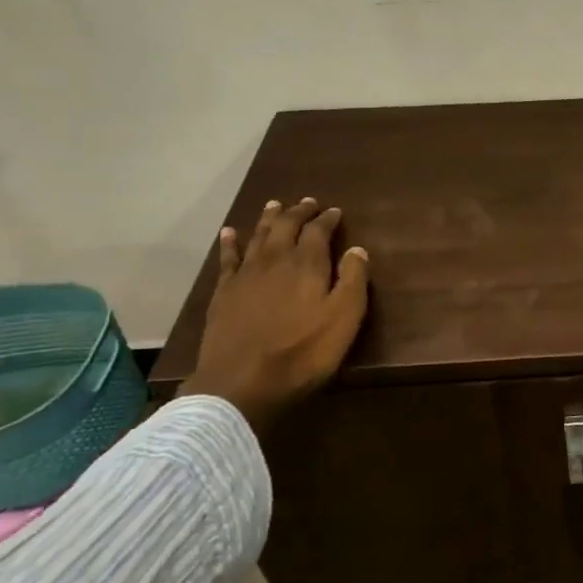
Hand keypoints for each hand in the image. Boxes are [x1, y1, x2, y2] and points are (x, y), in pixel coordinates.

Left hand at [181, 198, 369, 434]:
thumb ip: (353, 280)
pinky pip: (228, 258)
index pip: (319, 231)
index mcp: (307, 264)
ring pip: (259, 236)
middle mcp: (276, 259)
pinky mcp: (224, 292)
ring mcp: (246, 274)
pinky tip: (230, 232)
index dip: (328, 219)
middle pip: (287, 226)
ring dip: (269, 219)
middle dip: (299, 212)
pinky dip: (230, 242)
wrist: (243, 381)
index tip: (335, 211)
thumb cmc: (304, 352)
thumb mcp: (344, 319)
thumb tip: (358, 249)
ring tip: (275, 204)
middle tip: (307, 202)